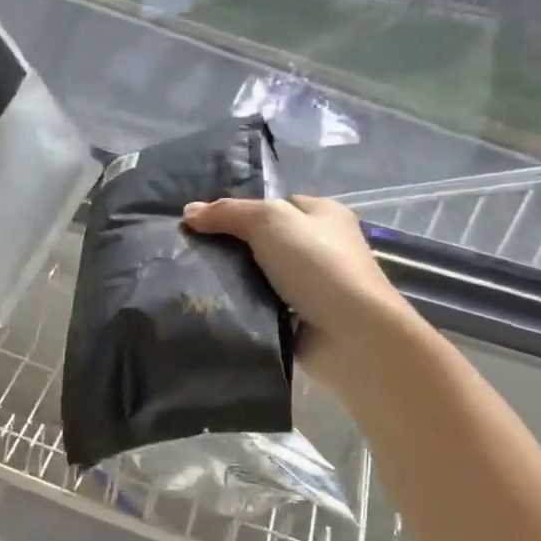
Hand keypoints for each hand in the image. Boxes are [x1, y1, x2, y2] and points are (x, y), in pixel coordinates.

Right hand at [183, 194, 417, 399]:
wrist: (352, 336)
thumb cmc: (317, 266)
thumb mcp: (270, 221)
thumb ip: (228, 212)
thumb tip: (188, 211)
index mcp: (323, 214)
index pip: (274, 204)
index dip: (239, 210)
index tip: (202, 223)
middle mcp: (320, 247)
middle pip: (264, 240)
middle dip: (231, 247)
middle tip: (191, 252)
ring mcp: (312, 286)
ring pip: (259, 275)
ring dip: (234, 280)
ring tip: (192, 280)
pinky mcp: (300, 320)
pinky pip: (261, 306)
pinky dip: (242, 307)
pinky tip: (214, 307)